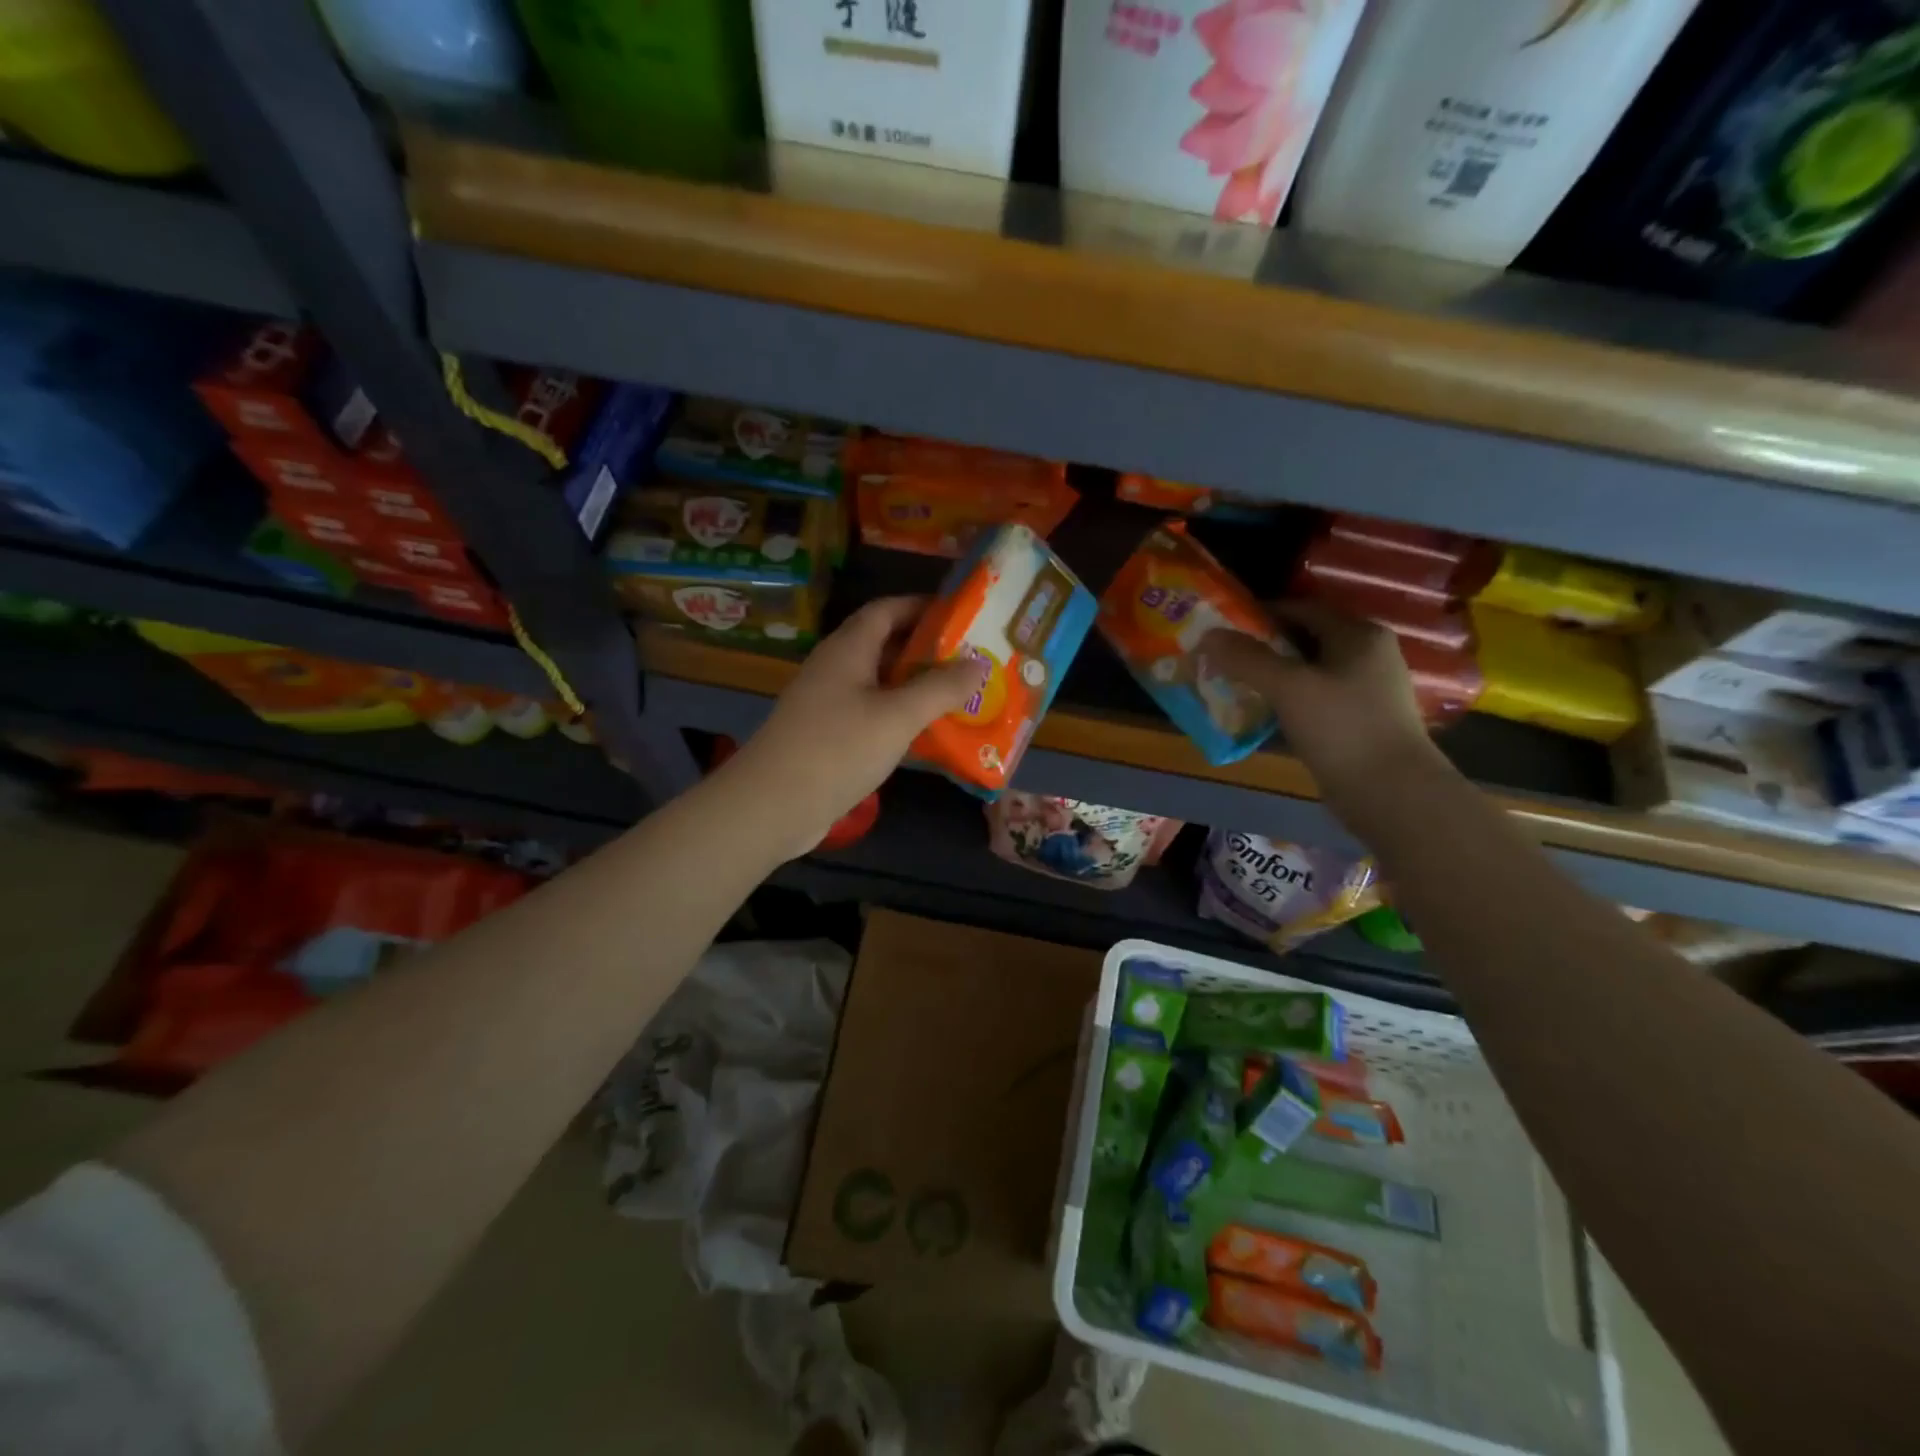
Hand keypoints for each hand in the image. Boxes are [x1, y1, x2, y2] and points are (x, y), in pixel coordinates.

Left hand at [721, 597, 978, 858]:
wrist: (773, 806)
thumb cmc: (837, 749)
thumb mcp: (898, 716)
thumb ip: (940, 688)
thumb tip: (979, 663)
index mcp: (848, 649)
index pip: (887, 610)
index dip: (922, 607)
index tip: (962, 616)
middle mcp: (836, 668)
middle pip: (885, 645)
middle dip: (927, 649)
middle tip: (972, 659)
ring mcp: (829, 703)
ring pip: (880, 683)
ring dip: (916, 686)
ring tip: (961, 694)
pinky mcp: (828, 736)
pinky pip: (872, 714)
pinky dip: (900, 716)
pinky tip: (928, 734)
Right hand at [1199, 603, 1439, 799]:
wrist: (1390, 793)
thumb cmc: (1342, 728)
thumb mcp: (1289, 687)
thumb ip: (1247, 659)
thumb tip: (1208, 635)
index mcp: (1358, 635)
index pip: (1301, 608)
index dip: (1259, 614)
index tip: (1221, 626)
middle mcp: (1365, 655)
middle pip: (1303, 641)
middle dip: (1260, 648)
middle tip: (1220, 658)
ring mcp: (1363, 691)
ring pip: (1305, 674)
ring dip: (1269, 678)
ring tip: (1230, 686)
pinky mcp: (1356, 722)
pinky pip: (1311, 701)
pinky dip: (1284, 704)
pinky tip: (1257, 716)